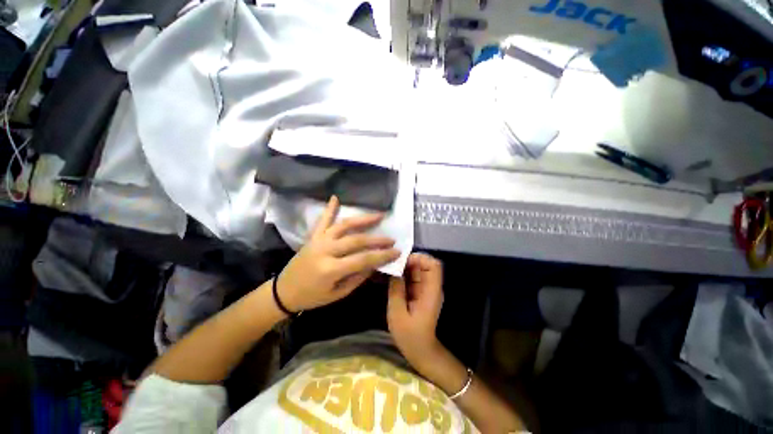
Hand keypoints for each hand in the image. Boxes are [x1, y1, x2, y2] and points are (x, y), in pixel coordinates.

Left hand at [277, 196, 399, 311]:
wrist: (284, 291)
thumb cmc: (312, 297)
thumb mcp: (338, 294)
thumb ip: (358, 277)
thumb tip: (376, 263)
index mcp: (331, 269)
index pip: (363, 259)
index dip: (382, 255)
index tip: (397, 251)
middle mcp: (325, 250)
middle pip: (357, 240)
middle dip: (377, 239)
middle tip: (392, 239)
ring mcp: (319, 240)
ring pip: (344, 225)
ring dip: (363, 219)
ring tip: (379, 215)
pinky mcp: (313, 236)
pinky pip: (323, 220)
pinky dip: (329, 208)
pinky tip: (336, 197)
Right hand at [387, 253, 443, 367]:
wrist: (421, 352)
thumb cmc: (410, 336)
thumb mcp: (398, 314)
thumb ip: (396, 290)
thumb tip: (394, 270)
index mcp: (431, 292)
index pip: (434, 265)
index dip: (420, 258)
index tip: (402, 261)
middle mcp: (431, 287)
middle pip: (424, 265)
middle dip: (408, 261)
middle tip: (391, 264)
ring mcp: (425, 289)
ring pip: (417, 270)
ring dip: (404, 267)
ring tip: (389, 269)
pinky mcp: (419, 293)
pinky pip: (412, 278)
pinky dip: (403, 275)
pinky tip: (391, 277)